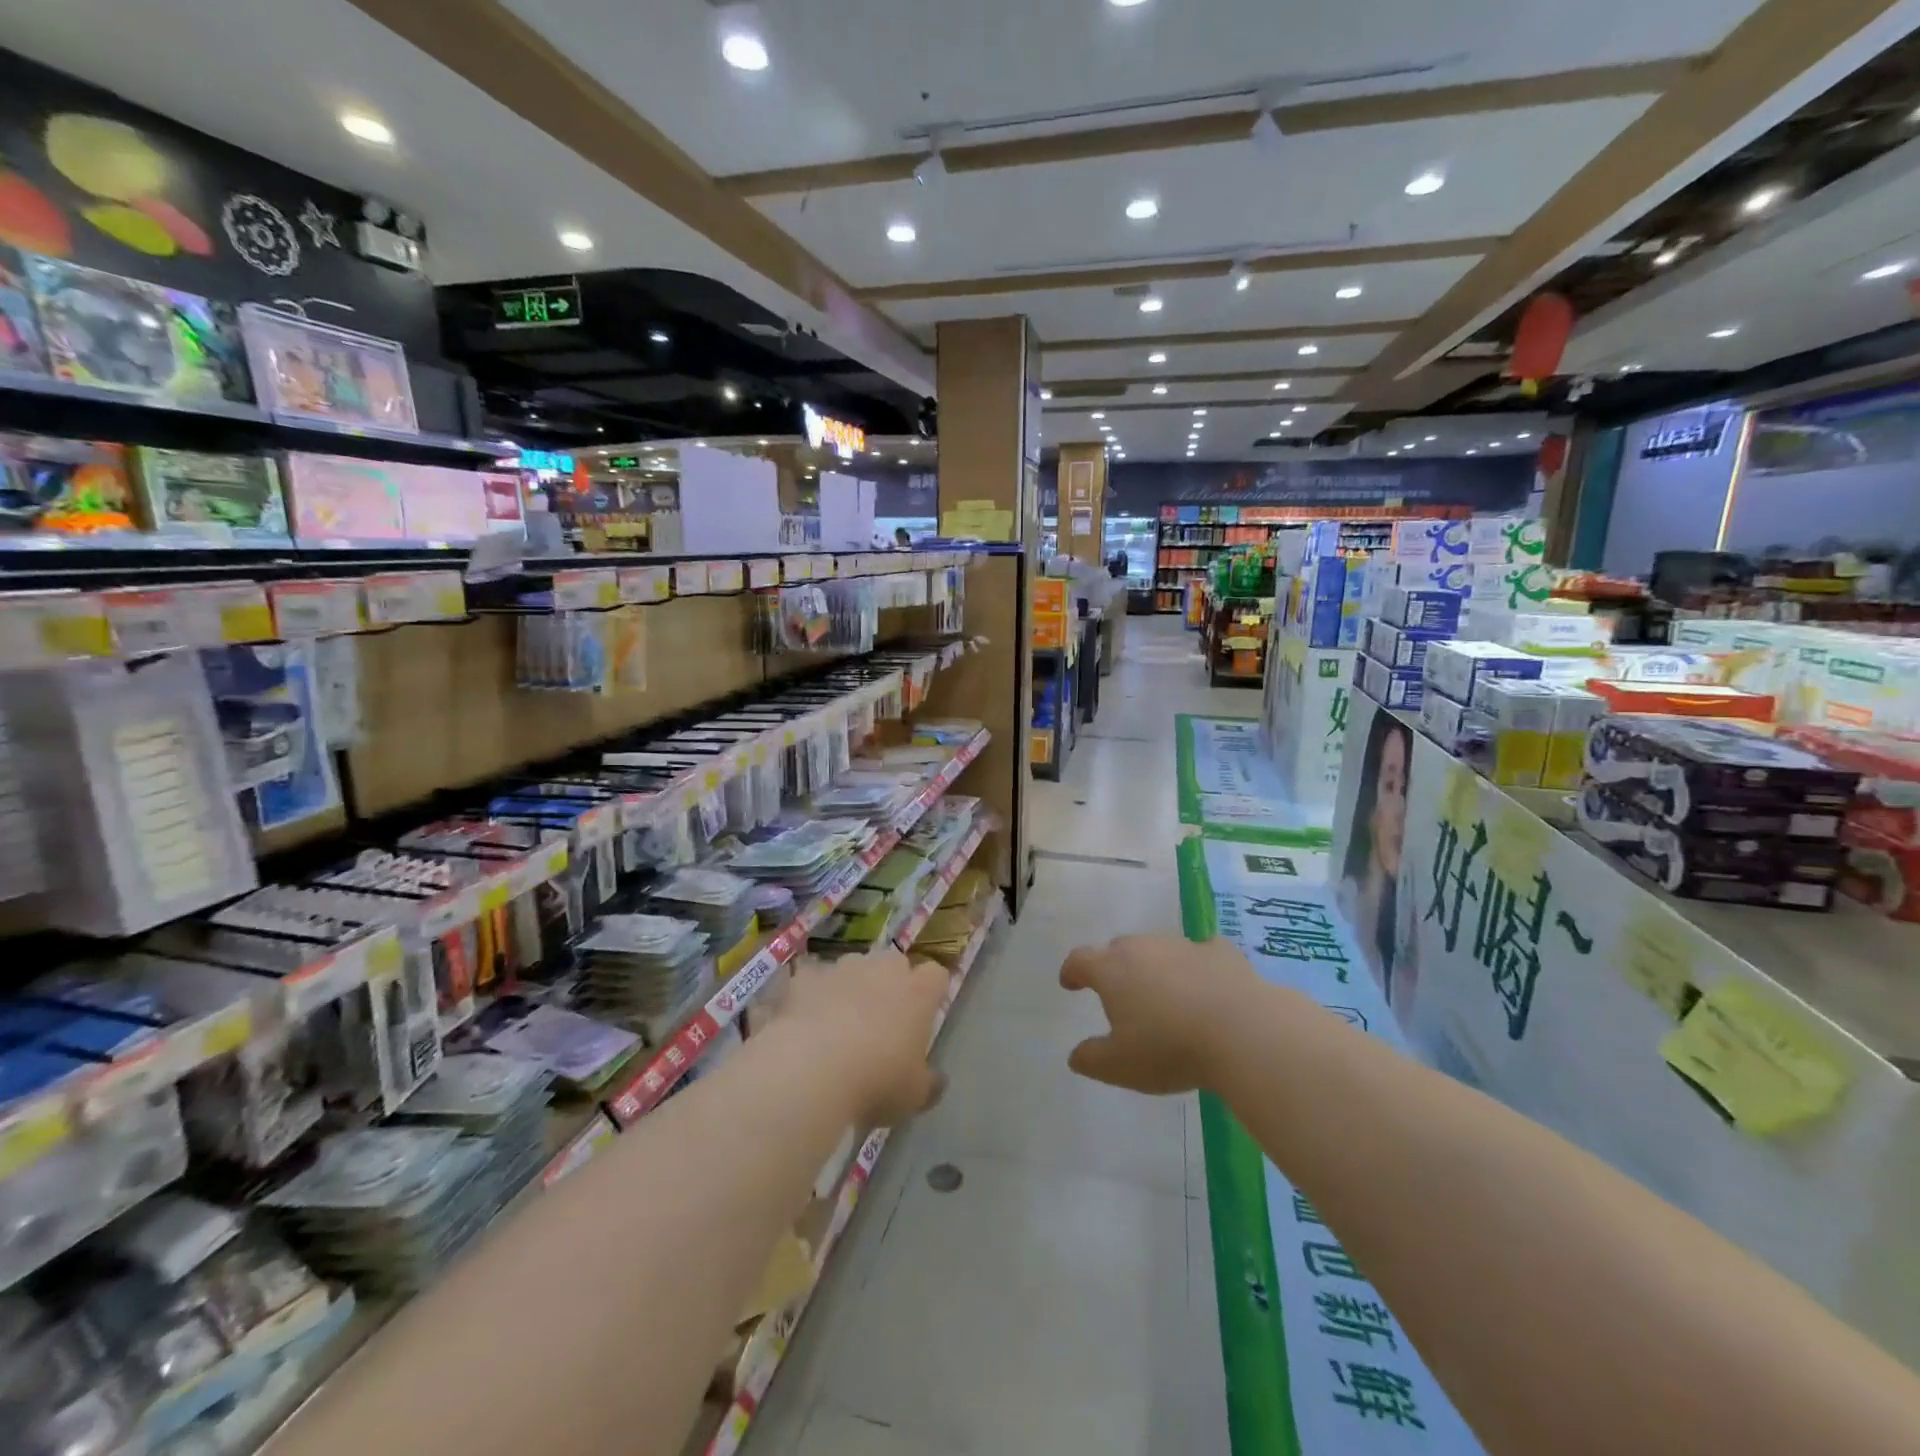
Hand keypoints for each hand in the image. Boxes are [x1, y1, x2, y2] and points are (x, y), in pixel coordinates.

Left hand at [780, 948, 949, 1124]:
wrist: (810, 1070)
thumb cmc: (876, 1081)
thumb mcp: (914, 1096)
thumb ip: (928, 1082)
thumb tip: (936, 1080)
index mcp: (918, 993)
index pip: (936, 975)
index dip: (930, 992)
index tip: (923, 1015)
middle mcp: (882, 969)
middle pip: (893, 963)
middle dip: (889, 984)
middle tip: (881, 1021)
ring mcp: (841, 968)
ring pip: (852, 967)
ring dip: (849, 987)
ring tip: (836, 1024)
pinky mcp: (805, 977)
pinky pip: (811, 981)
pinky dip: (809, 996)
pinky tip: (802, 1024)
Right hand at [1059, 935, 1257, 1094]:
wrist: (1243, 1031)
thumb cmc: (1169, 1048)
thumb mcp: (1120, 1066)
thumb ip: (1091, 1059)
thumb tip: (1076, 1055)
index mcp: (1112, 970)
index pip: (1080, 960)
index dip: (1072, 971)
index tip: (1070, 983)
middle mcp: (1143, 948)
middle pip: (1119, 950)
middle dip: (1114, 968)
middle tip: (1120, 995)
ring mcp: (1183, 946)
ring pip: (1159, 950)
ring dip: (1156, 968)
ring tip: (1165, 997)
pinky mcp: (1221, 953)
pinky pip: (1202, 954)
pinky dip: (1198, 967)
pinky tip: (1208, 985)